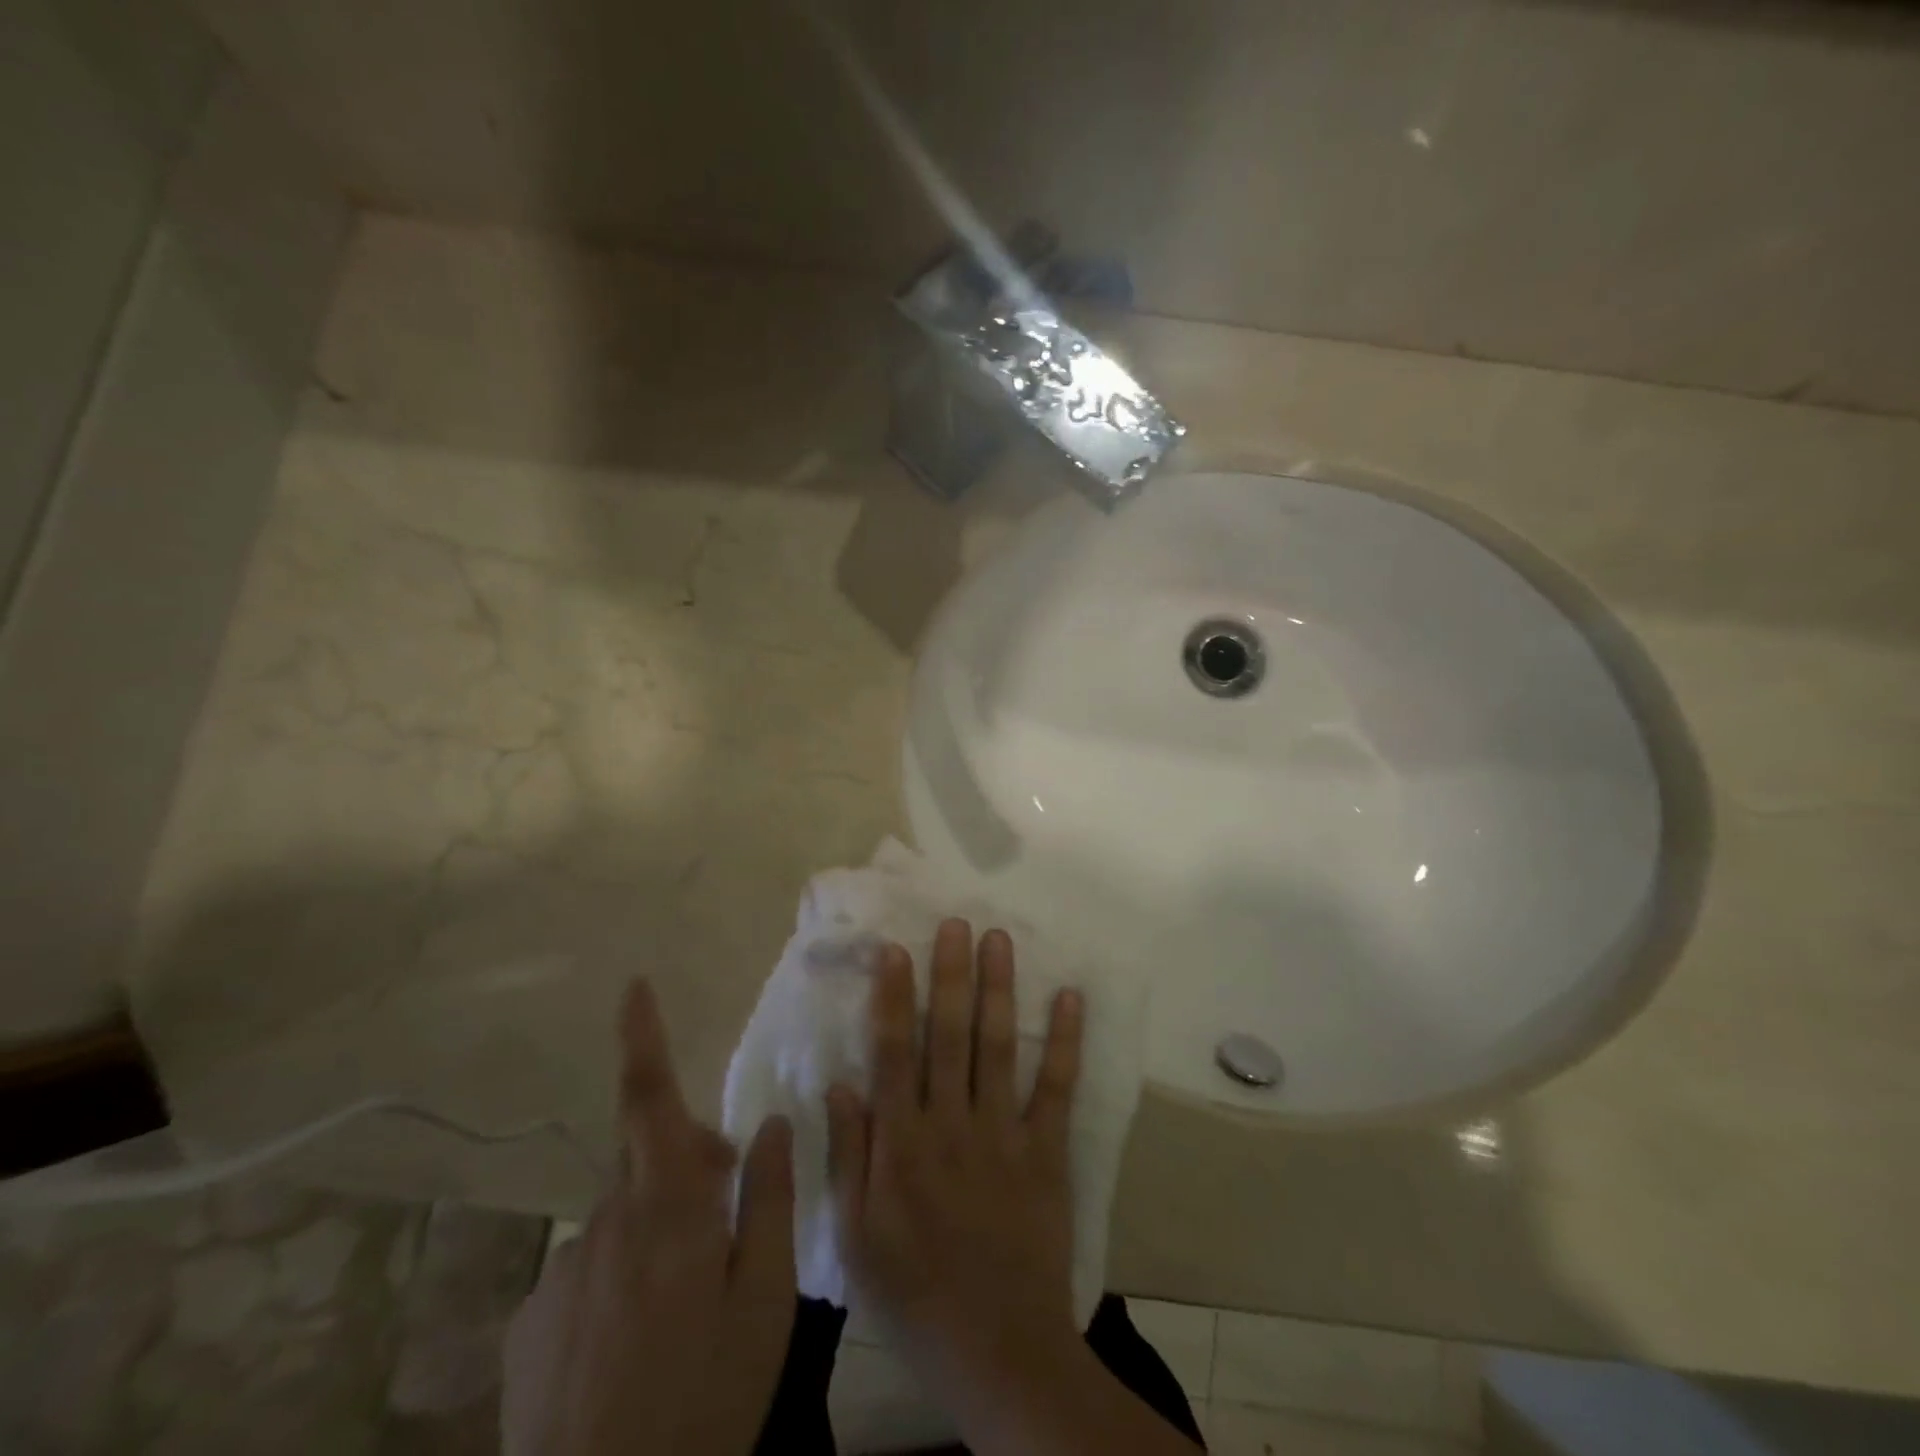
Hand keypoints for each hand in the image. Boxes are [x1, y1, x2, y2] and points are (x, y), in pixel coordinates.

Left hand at [502, 980, 795, 1455]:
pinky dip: (617, 1283)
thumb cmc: (704, 1399)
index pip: (650, 1100)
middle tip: (728, 1214)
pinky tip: (632, 1347)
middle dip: (688, 1166)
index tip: (633, 986)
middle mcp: (604, 1224)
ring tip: (683, 1306)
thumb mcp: (766, 1299)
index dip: (641, 1038)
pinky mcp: (529, 1324)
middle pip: (648, 1163)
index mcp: (665, 1210)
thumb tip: (770, 1123)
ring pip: (622, 1222)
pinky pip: (586, 1273)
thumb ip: (768, 1200)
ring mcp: (559, 1275)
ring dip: (656, 1233)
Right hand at [825, 920, 1085, 1395]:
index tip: (896, 949)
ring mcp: (1003, 1135)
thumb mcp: (856, 1238)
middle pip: (948, 1036)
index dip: (894, 998)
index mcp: (902, 1145)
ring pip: (997, 1048)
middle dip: (950, 975)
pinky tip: (1071, 998)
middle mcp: (951, 1125)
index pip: (894, 1054)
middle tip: (956, 922)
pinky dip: (1064, 1042)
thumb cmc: (913, 1295)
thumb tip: (839, 1083)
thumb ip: (848, 1156)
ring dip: (998, 990)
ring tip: (999, 940)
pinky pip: (1056, 1089)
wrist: (997, 1351)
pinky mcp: (1046, 1153)